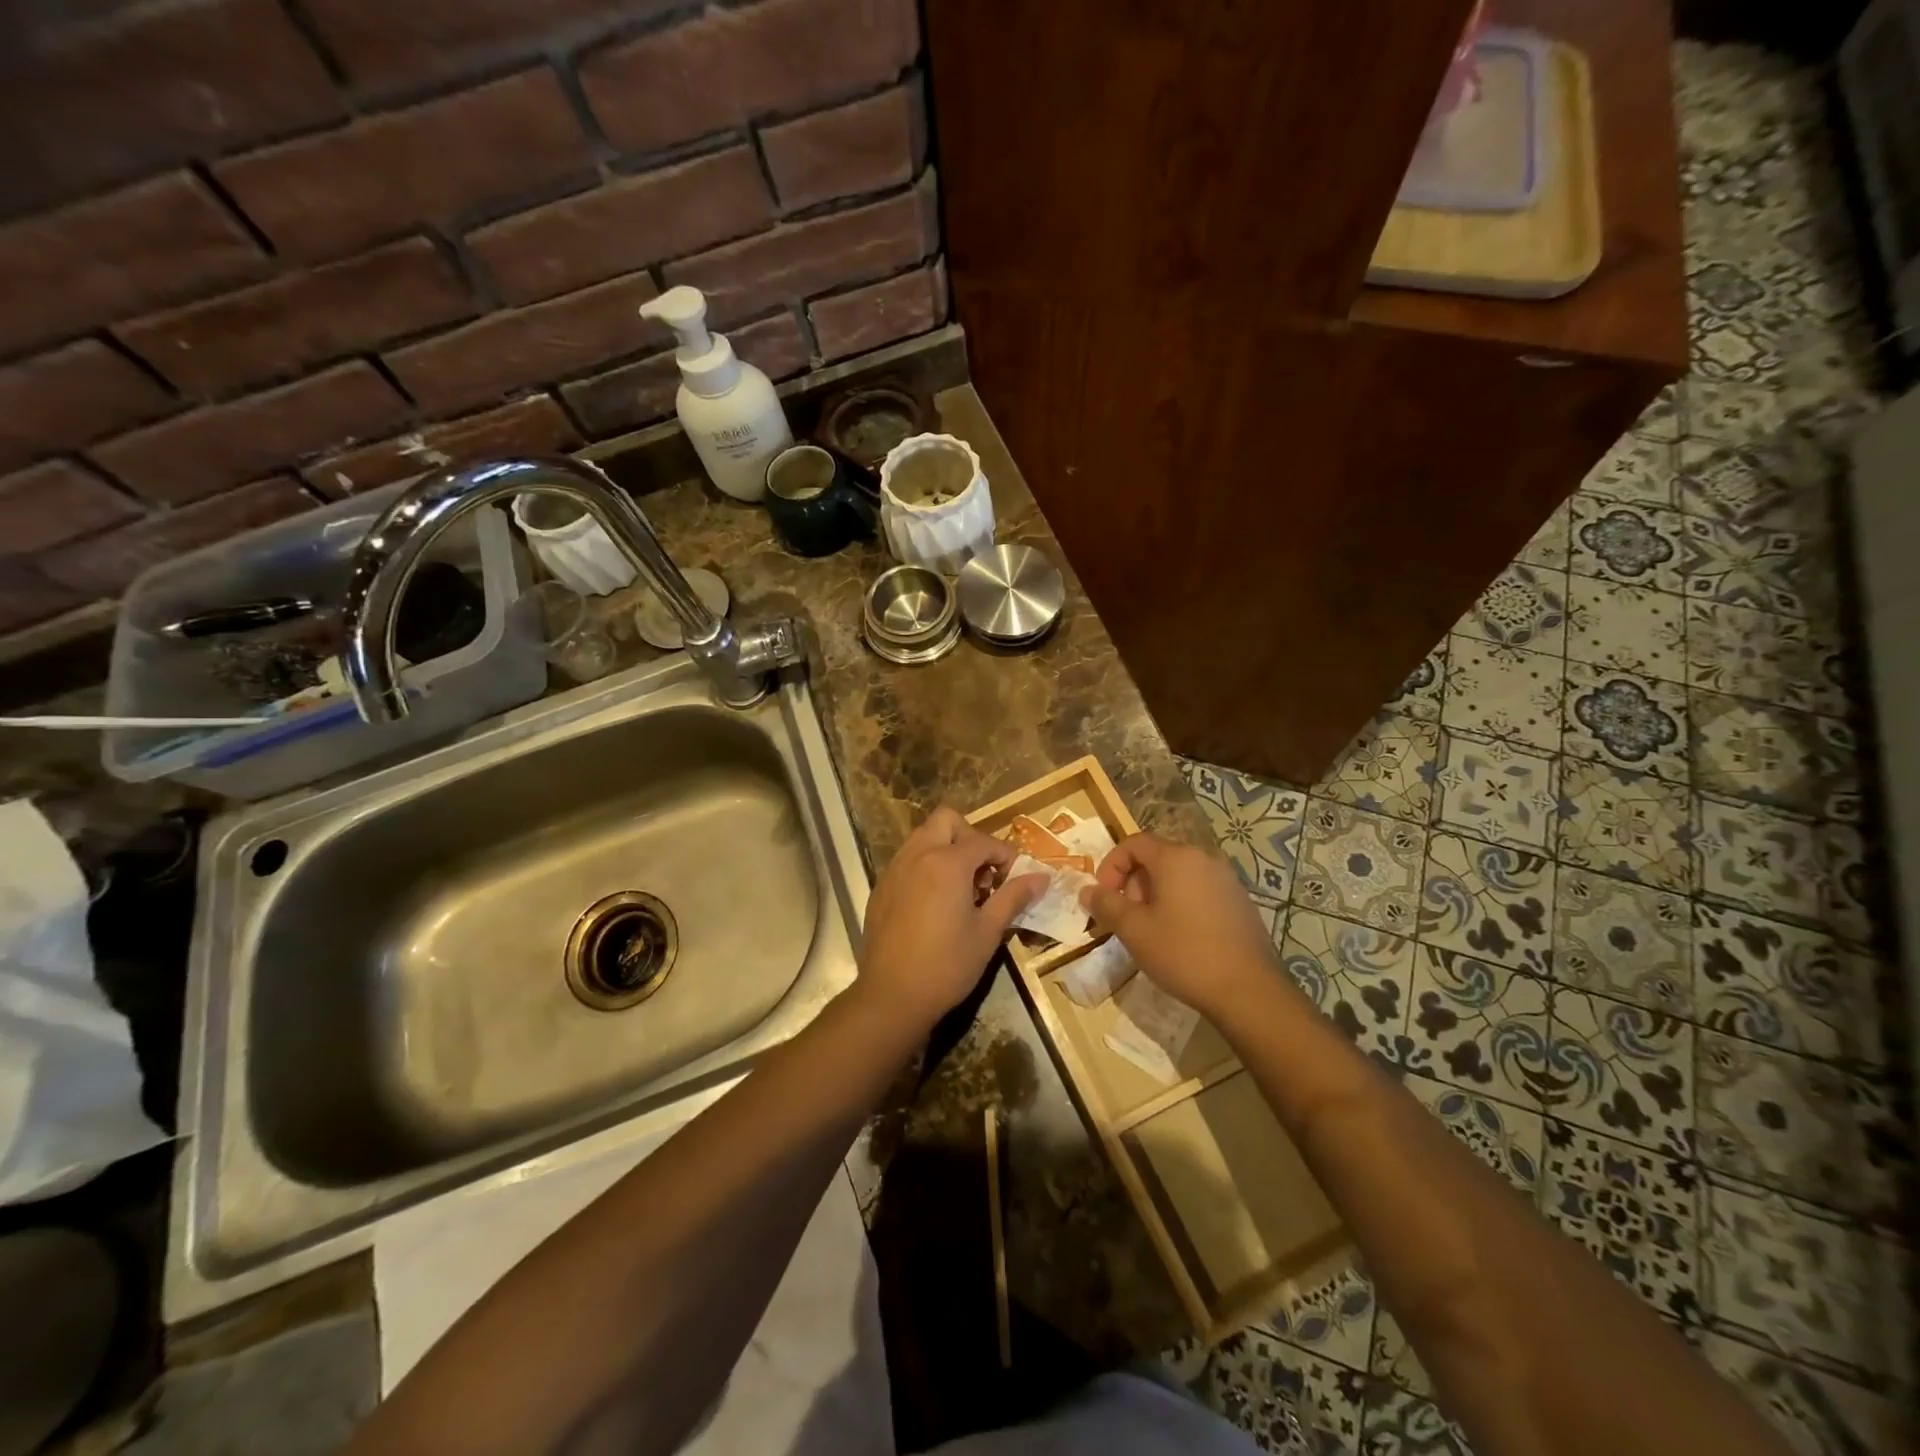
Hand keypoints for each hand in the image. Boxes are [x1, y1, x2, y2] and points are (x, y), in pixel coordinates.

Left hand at [855, 807, 1047, 1032]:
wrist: (892, 995)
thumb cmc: (947, 964)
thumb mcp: (988, 932)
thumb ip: (1013, 897)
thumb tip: (1041, 878)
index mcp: (947, 862)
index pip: (983, 841)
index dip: (1005, 855)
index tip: (1016, 877)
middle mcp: (918, 855)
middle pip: (946, 820)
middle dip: (970, 837)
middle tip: (983, 871)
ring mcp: (894, 869)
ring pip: (923, 836)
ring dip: (946, 848)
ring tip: (961, 887)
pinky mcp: (881, 887)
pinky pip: (907, 860)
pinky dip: (925, 866)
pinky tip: (935, 902)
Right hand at [1080, 833, 1285, 1019]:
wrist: (1248, 991)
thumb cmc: (1184, 953)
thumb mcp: (1135, 930)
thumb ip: (1107, 904)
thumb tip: (1087, 890)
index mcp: (1176, 858)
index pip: (1134, 843)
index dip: (1111, 865)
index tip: (1104, 896)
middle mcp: (1204, 859)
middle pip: (1157, 858)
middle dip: (1133, 883)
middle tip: (1127, 918)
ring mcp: (1227, 880)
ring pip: (1179, 876)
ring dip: (1156, 896)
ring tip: (1151, 932)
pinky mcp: (1240, 903)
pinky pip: (1200, 892)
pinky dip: (1181, 905)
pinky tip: (1181, 939)